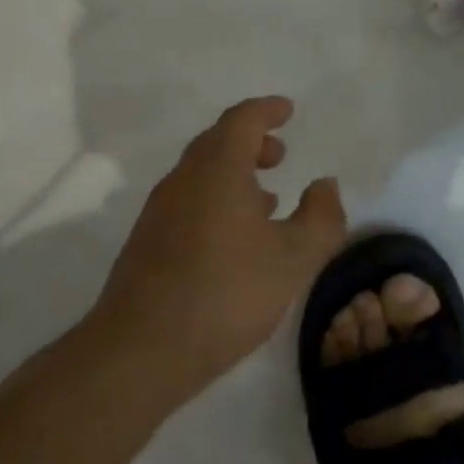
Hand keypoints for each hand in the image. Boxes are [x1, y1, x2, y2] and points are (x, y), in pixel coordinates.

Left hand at [92, 97, 346, 400]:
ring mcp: (159, 212)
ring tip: (265, 199)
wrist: (139, 353)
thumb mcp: (294, 258)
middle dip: (251, 141)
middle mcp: (184, 179)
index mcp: (218, 168)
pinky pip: (188, 202)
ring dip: (233, 173)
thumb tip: (324, 185)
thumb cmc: (225, 294)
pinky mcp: (147, 244)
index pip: (242, 120)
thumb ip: (321, 217)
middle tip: (279, 155)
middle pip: (217, 142)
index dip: (267, 110)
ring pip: (201, 174)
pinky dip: (216, 200)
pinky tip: (234, 239)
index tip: (288, 110)